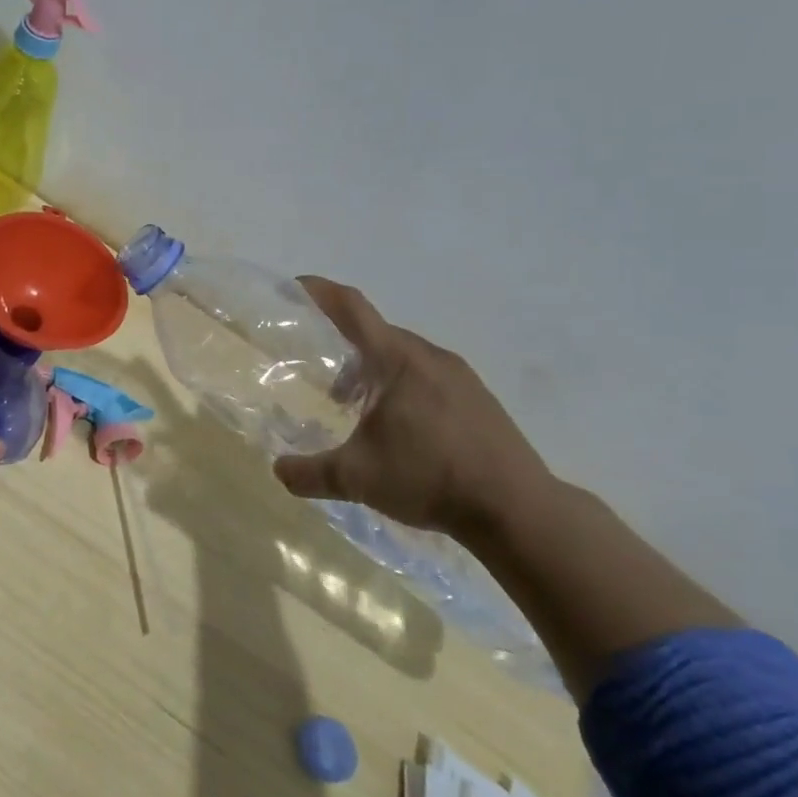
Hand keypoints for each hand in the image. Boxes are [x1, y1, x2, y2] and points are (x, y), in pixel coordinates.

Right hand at [273, 279, 552, 539]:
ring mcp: (460, 376)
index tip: (295, 286)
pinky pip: (429, 375)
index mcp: (396, 359)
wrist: (519, 510)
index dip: (320, 292)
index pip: (351, 308)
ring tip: (356, 407)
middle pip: (377, 333)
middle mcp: (429, 356)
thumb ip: (309, 472)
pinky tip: (400, 427)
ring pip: (404, 356)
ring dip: (374, 371)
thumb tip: (278, 471)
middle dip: (343, 346)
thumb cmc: (430, 478)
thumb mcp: (357, 478)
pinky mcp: (479, 399)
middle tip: (320, 375)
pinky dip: (402, 386)